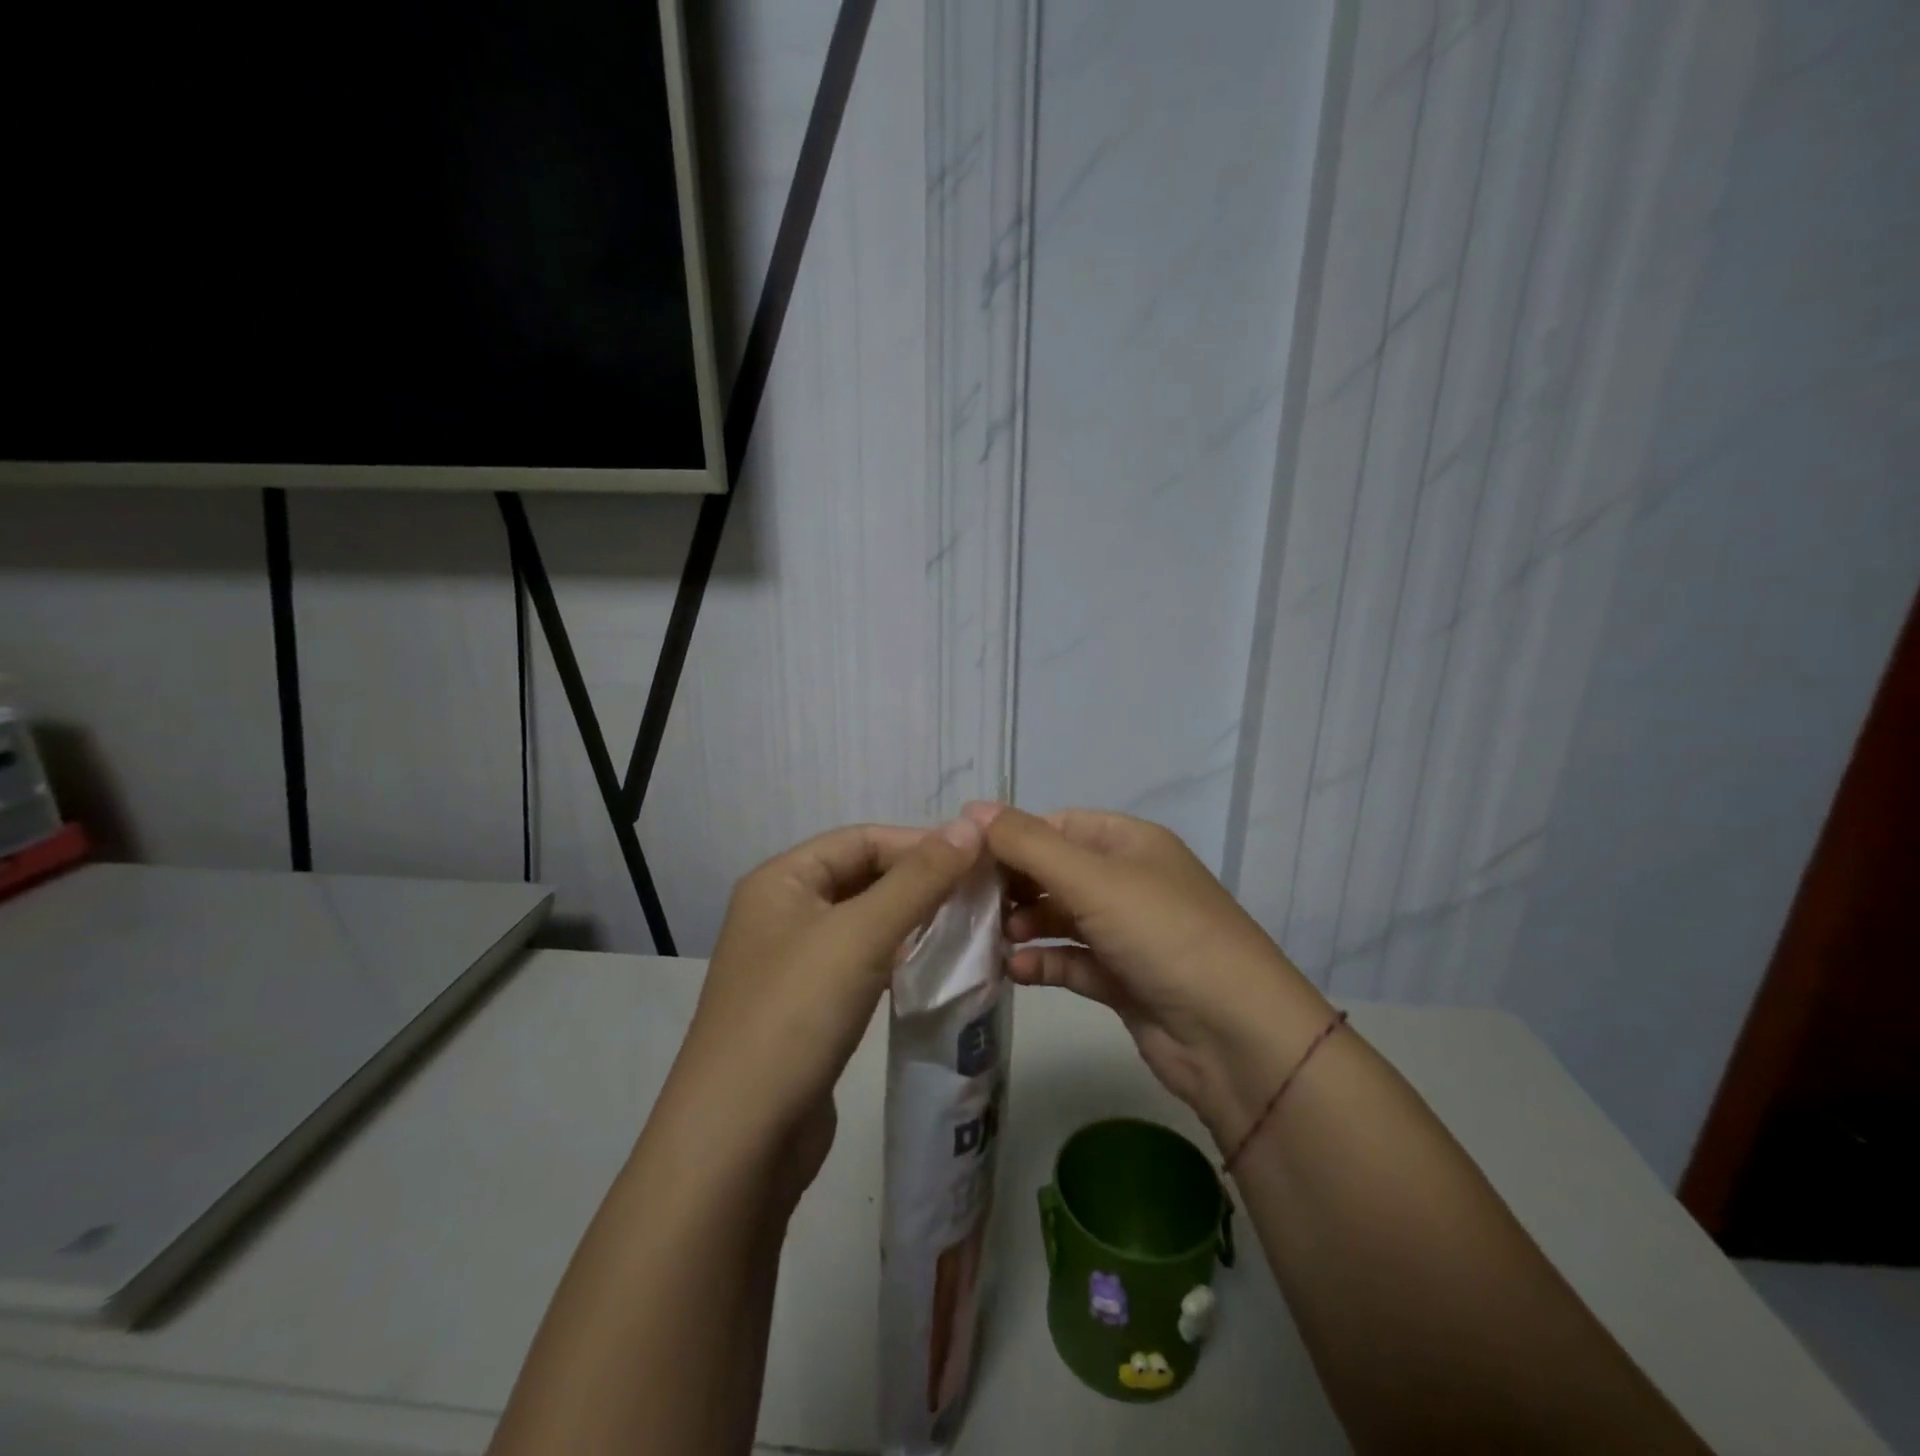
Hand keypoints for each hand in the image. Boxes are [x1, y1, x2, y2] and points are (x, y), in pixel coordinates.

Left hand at [658, 819, 984, 1205]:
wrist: (739, 1140)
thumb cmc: (796, 1014)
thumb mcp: (861, 934)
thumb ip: (919, 879)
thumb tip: (972, 825)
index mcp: (780, 880)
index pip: (861, 839)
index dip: (919, 843)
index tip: (979, 860)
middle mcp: (781, 912)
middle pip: (862, 878)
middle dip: (920, 882)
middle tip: (982, 896)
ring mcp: (792, 964)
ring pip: (865, 923)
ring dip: (913, 921)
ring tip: (969, 929)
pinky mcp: (807, 1008)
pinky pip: (861, 964)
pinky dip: (898, 959)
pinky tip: (934, 970)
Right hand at [972, 803, 1331, 1145]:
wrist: (1235, 1036)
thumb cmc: (1163, 934)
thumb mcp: (1093, 878)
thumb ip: (1027, 843)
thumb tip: (972, 808)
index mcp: (1130, 842)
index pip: (1058, 825)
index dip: (1011, 836)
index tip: (962, 855)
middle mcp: (1129, 881)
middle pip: (1055, 870)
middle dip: (1013, 883)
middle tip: (967, 901)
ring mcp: (1127, 932)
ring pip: (1060, 917)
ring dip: (1024, 924)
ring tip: (991, 936)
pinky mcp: (1123, 979)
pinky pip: (1072, 961)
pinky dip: (1043, 962)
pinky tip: (1013, 970)